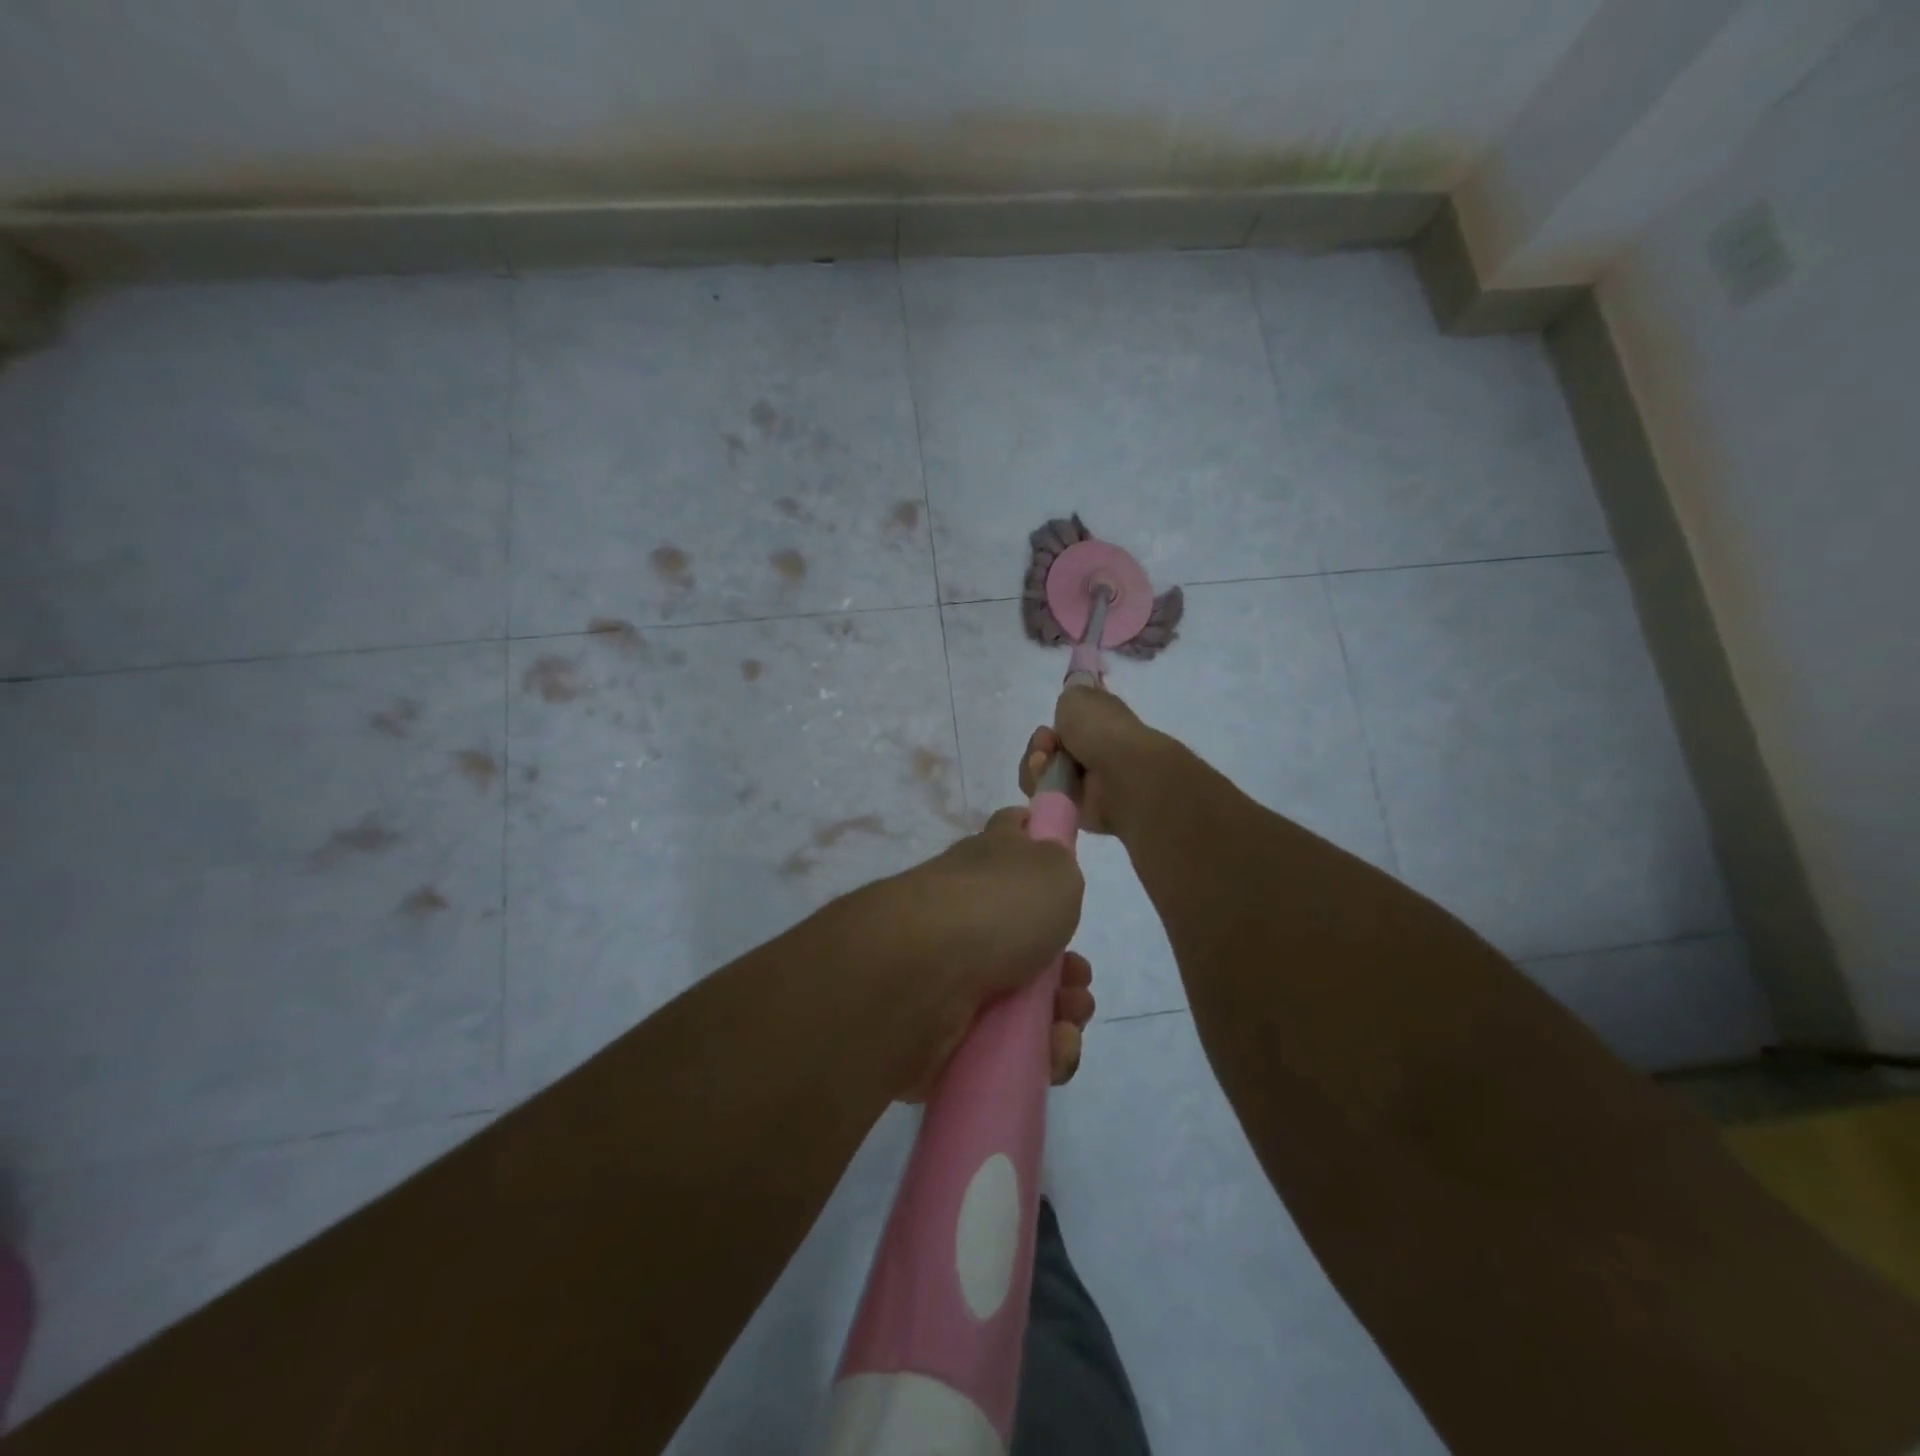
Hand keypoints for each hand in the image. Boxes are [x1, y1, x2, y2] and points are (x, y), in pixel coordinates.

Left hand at [881, 807, 1090, 1100]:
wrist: (924, 974)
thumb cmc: (997, 906)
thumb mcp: (1051, 865)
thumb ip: (1058, 864)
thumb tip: (1048, 866)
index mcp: (986, 863)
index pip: (1011, 832)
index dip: (1038, 840)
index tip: (1065, 869)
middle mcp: (967, 913)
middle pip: (1028, 936)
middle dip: (1067, 966)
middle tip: (1077, 979)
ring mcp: (953, 972)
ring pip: (1022, 998)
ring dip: (1060, 1014)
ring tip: (1067, 1025)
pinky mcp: (947, 1030)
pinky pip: (1004, 1048)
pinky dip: (1036, 1054)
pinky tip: (1051, 1052)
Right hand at [1018, 685, 1170, 835]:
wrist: (1120, 774)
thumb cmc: (1102, 730)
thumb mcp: (1078, 696)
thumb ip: (1068, 700)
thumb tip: (1067, 712)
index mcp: (1100, 724)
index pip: (1066, 725)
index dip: (1053, 724)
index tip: (1051, 725)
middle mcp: (1092, 752)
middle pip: (1047, 751)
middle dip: (1039, 747)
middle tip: (1047, 745)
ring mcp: (1084, 783)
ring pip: (1041, 774)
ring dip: (1037, 767)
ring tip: (1048, 764)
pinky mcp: (1074, 809)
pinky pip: (1044, 798)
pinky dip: (1042, 789)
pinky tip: (1053, 784)